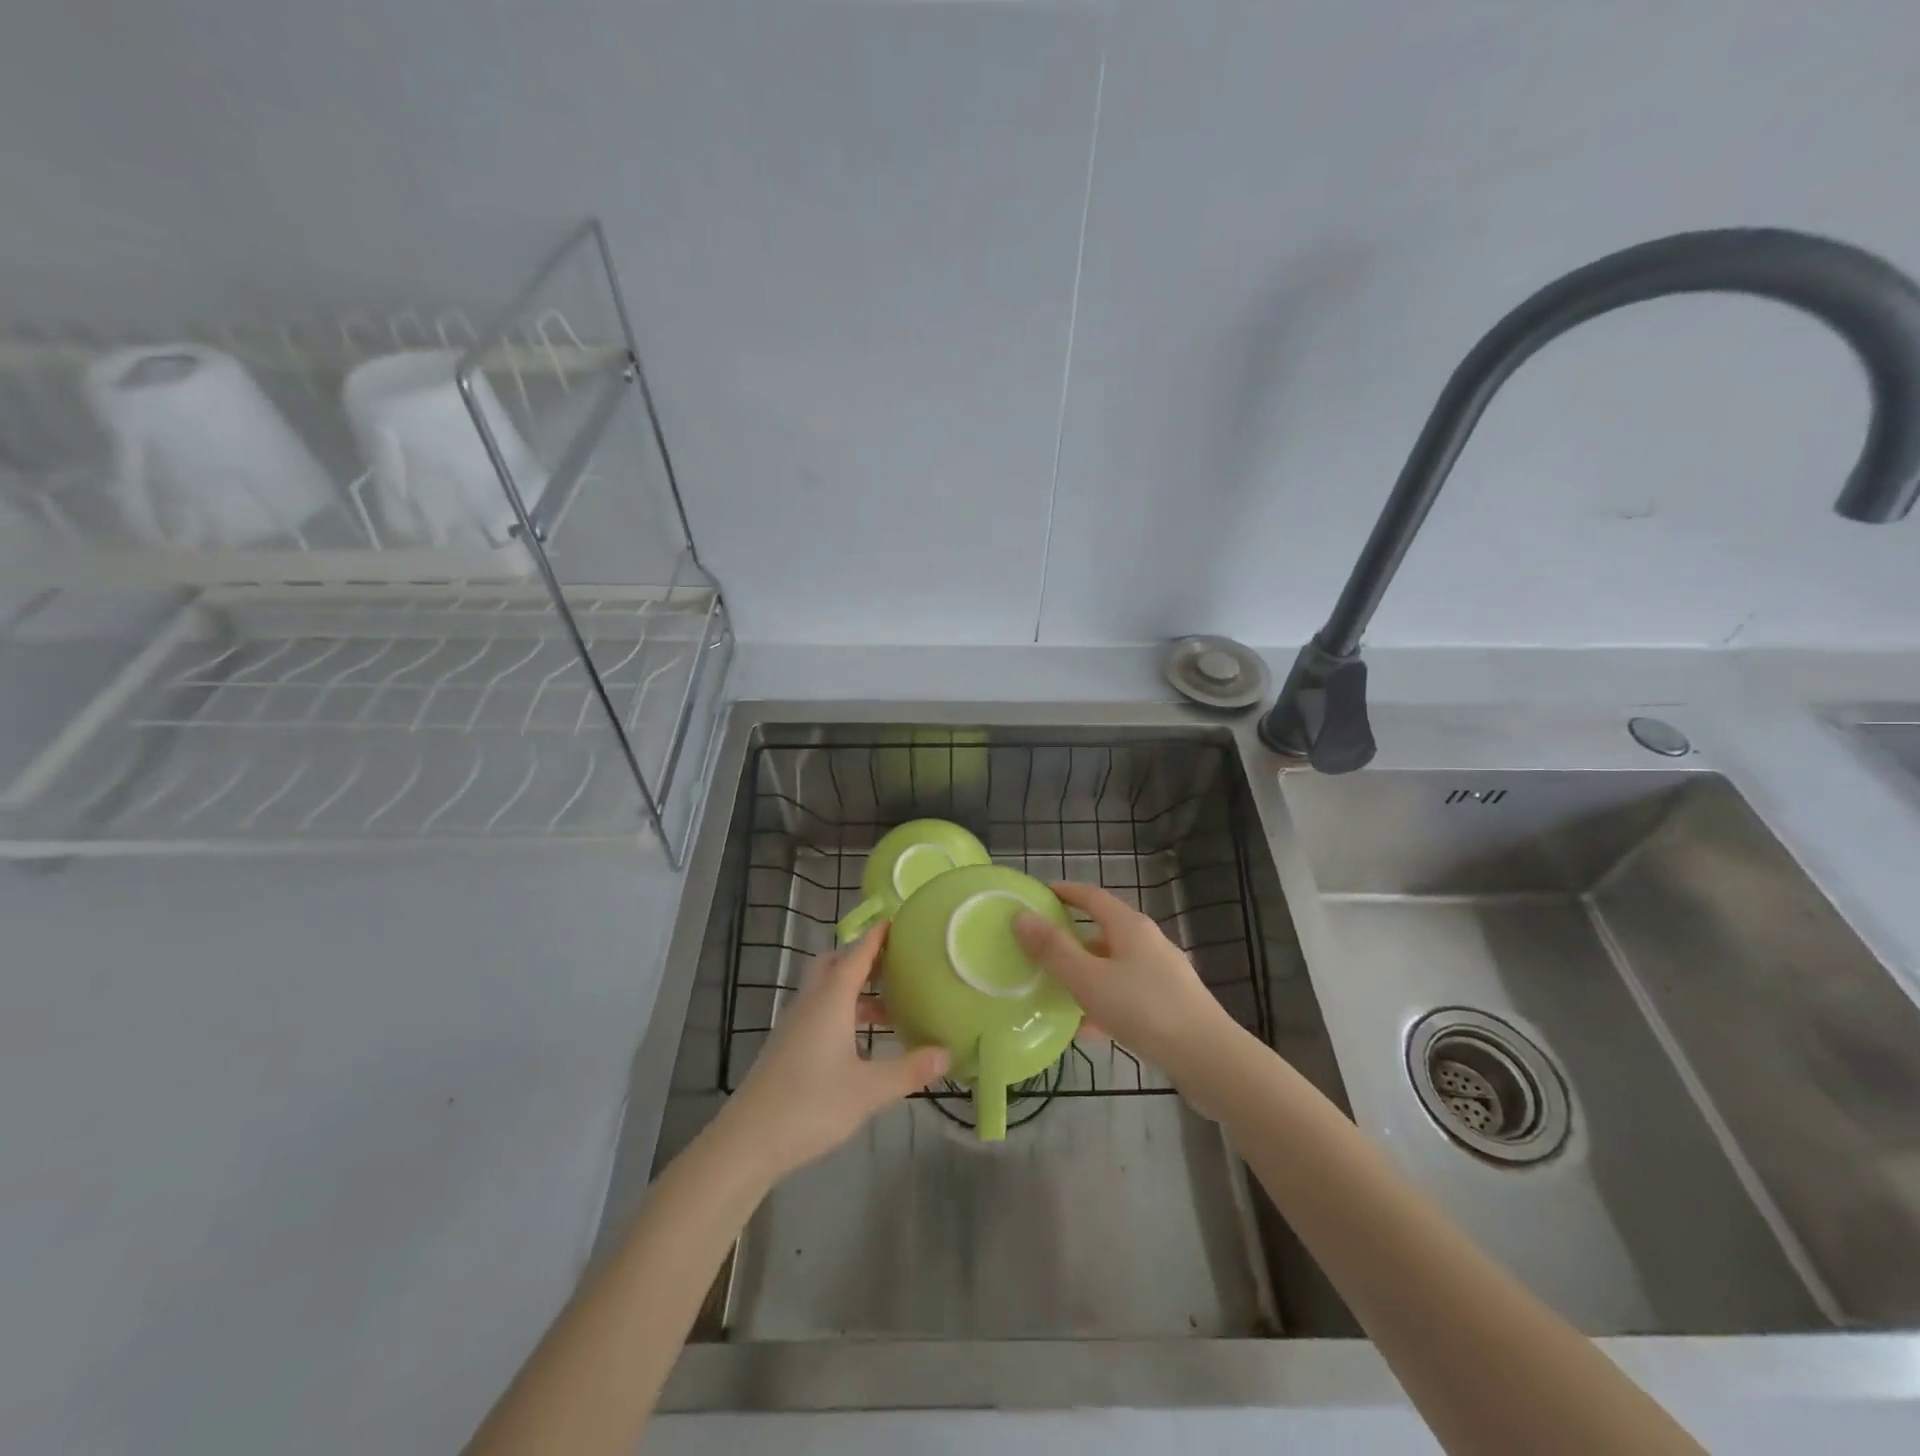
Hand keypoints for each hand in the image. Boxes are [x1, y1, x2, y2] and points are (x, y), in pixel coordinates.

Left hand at [719, 925, 948, 1182]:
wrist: (747, 1141)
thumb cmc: (810, 1105)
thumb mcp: (868, 1091)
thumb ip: (909, 1070)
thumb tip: (948, 1053)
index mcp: (831, 1000)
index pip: (857, 954)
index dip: (877, 935)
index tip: (897, 918)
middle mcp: (811, 1003)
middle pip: (835, 964)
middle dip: (863, 957)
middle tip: (896, 962)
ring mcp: (795, 1025)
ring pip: (827, 990)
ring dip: (855, 989)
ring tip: (890, 1005)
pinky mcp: (788, 1046)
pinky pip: (820, 1012)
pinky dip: (843, 1012)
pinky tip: (862, 1041)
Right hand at [1014, 881, 1238, 1086]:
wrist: (1208, 1059)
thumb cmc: (1143, 1009)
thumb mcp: (1088, 979)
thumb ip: (1053, 950)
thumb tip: (1021, 917)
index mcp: (1130, 927)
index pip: (1093, 897)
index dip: (1066, 892)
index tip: (1041, 894)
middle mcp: (1149, 943)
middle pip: (1104, 931)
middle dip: (1072, 938)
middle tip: (1040, 947)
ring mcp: (1163, 974)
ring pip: (1114, 966)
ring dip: (1086, 974)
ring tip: (1056, 991)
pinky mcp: (1170, 1005)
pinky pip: (1127, 995)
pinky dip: (1104, 1003)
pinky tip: (1087, 1029)